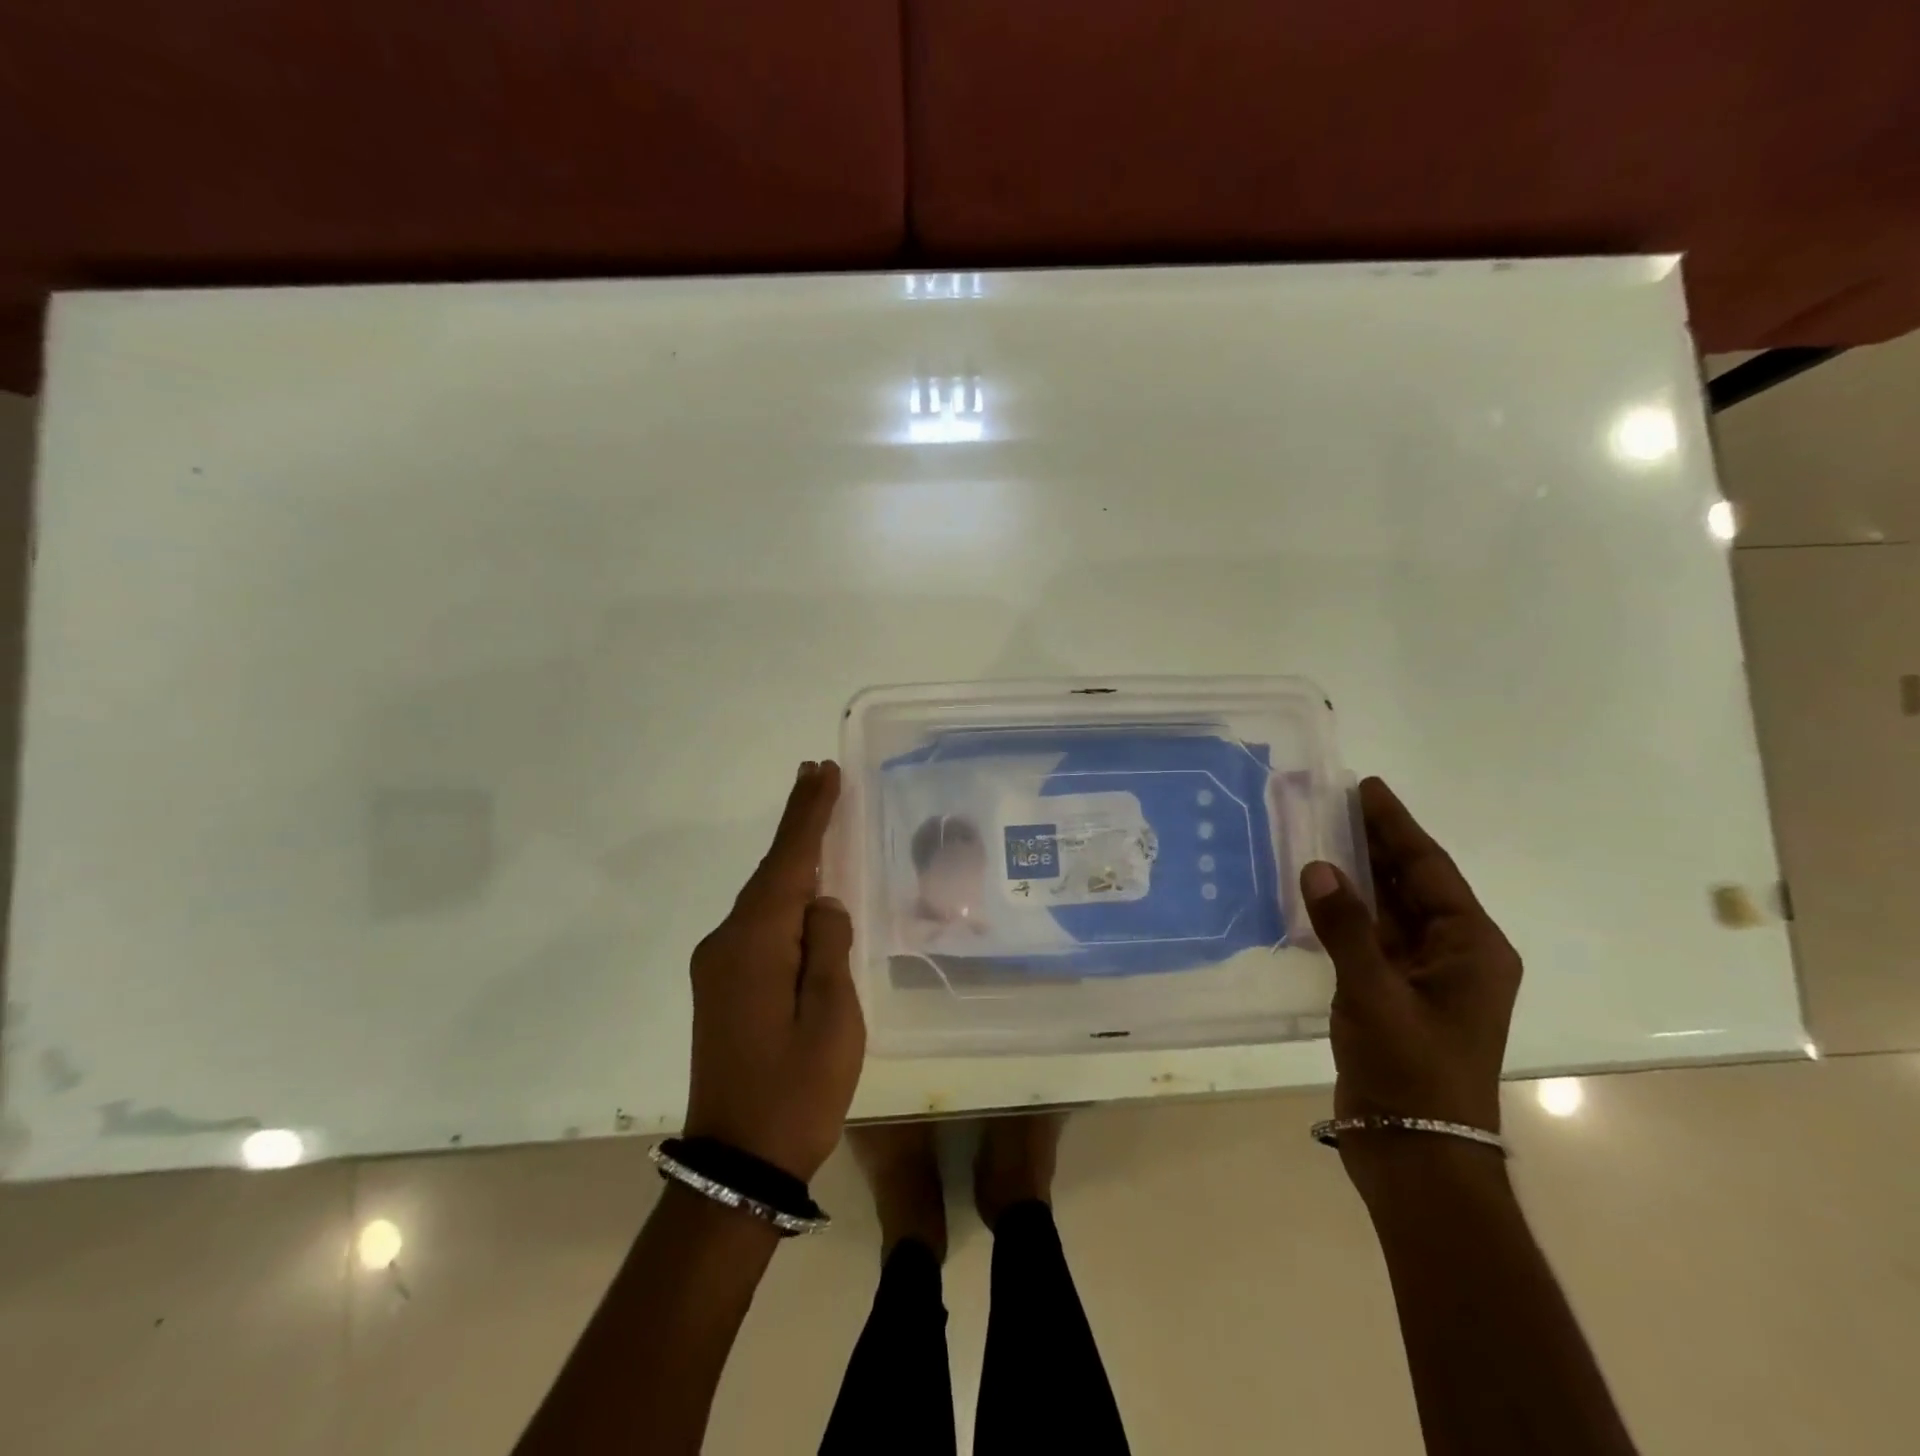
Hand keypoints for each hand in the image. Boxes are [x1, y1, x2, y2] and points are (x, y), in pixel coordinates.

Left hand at [684, 761, 865, 1181]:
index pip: (788, 861)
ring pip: (763, 899)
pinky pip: (757, 925)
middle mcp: (726, 942)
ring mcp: (716, 965)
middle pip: (771, 871)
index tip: (821, 770)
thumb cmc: (797, 1089)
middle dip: (799, 824)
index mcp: (755, 942)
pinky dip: (782, 898)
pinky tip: (804, 892)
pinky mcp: (719, 986)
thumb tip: (822, 903)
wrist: (737, 1164)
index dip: (808, 813)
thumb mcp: (833, 1017)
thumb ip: (828, 947)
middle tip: (821, 777)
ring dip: (792, 860)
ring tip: (819, 822)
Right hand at [1299, 777, 1520, 1150]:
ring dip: (1359, 873)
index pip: (1430, 868)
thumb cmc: (1411, 1071)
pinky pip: (1370, 935)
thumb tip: (1317, 866)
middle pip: (1413, 882)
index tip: (1366, 787)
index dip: (1396, 825)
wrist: (1415, 1154)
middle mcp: (1455, 954)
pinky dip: (1346, 910)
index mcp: (1472, 947)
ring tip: (1320, 833)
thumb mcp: (1375, 994)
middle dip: (1376, 842)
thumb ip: (1345, 927)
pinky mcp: (1394, 994)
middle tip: (1334, 801)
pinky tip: (1316, 892)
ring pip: (1390, 908)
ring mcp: (1424, 976)